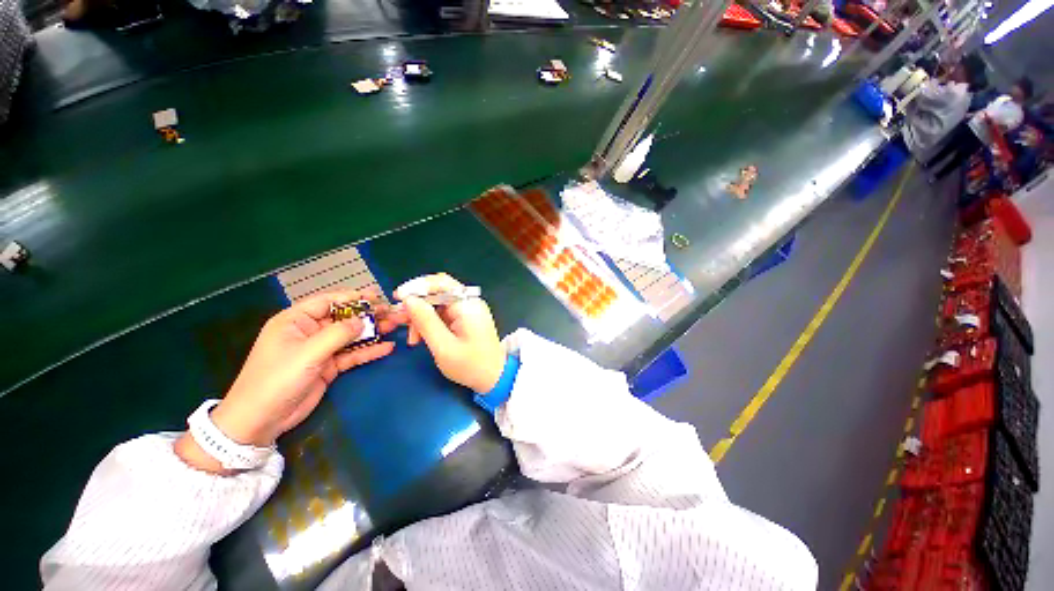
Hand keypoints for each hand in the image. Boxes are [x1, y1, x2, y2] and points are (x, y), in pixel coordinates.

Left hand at [176, 290, 401, 473]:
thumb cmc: (277, 379)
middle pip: (344, 318)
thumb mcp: (307, 353)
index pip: (328, 302)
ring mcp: (320, 350)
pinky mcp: (328, 366)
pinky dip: (369, 351)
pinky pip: (352, 354)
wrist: (261, 420)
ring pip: (351, 336)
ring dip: (373, 332)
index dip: (353, 298)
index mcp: (296, 321)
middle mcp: (309, 332)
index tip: (377, 297)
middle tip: (392, 312)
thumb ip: (338, 334)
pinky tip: (387, 348)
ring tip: (395, 326)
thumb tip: (363, 320)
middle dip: (368, 315)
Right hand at [396, 274, 505, 393]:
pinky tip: (421, 338)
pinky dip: (430, 323)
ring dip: (421, 318)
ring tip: (412, 339)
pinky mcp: (466, 319)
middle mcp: (469, 302)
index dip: (417, 287)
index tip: (398, 298)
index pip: (441, 282)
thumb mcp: (443, 346)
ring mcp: (468, 310)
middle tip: (399, 321)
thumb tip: (408, 299)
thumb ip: (426, 321)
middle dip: (417, 306)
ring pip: (437, 305)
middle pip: (437, 293)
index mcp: (467, 305)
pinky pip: (443, 314)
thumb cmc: (470, 365)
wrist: (494, 377)